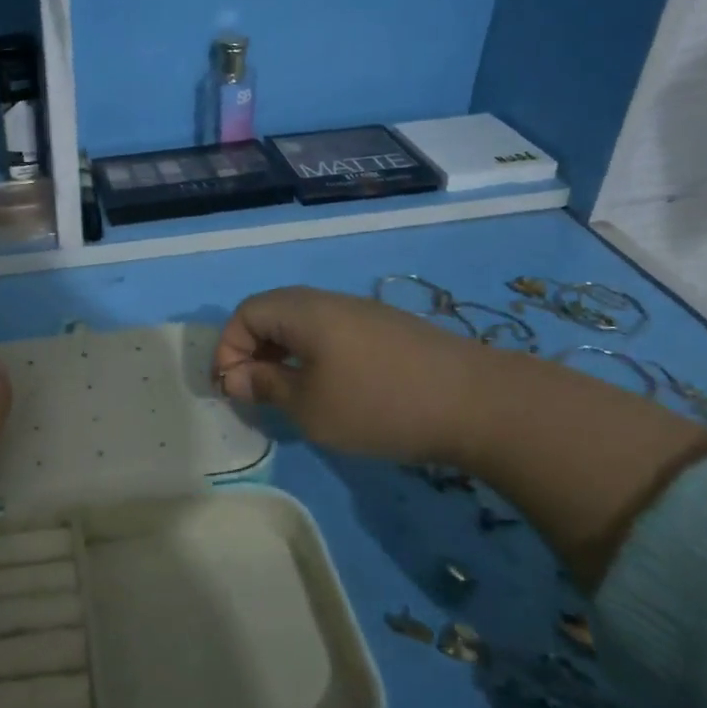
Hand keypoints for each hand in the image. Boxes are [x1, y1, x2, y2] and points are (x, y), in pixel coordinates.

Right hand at [214, 286, 485, 464]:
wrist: (478, 403)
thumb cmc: (378, 404)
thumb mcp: (309, 406)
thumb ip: (266, 386)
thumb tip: (235, 377)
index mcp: (303, 311)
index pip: (245, 313)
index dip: (228, 349)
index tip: (232, 389)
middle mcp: (329, 301)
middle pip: (273, 313)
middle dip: (253, 351)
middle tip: (254, 391)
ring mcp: (363, 313)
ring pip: (304, 324)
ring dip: (284, 355)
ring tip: (289, 394)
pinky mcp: (388, 330)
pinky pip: (332, 333)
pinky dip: (314, 356)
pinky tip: (331, 389)